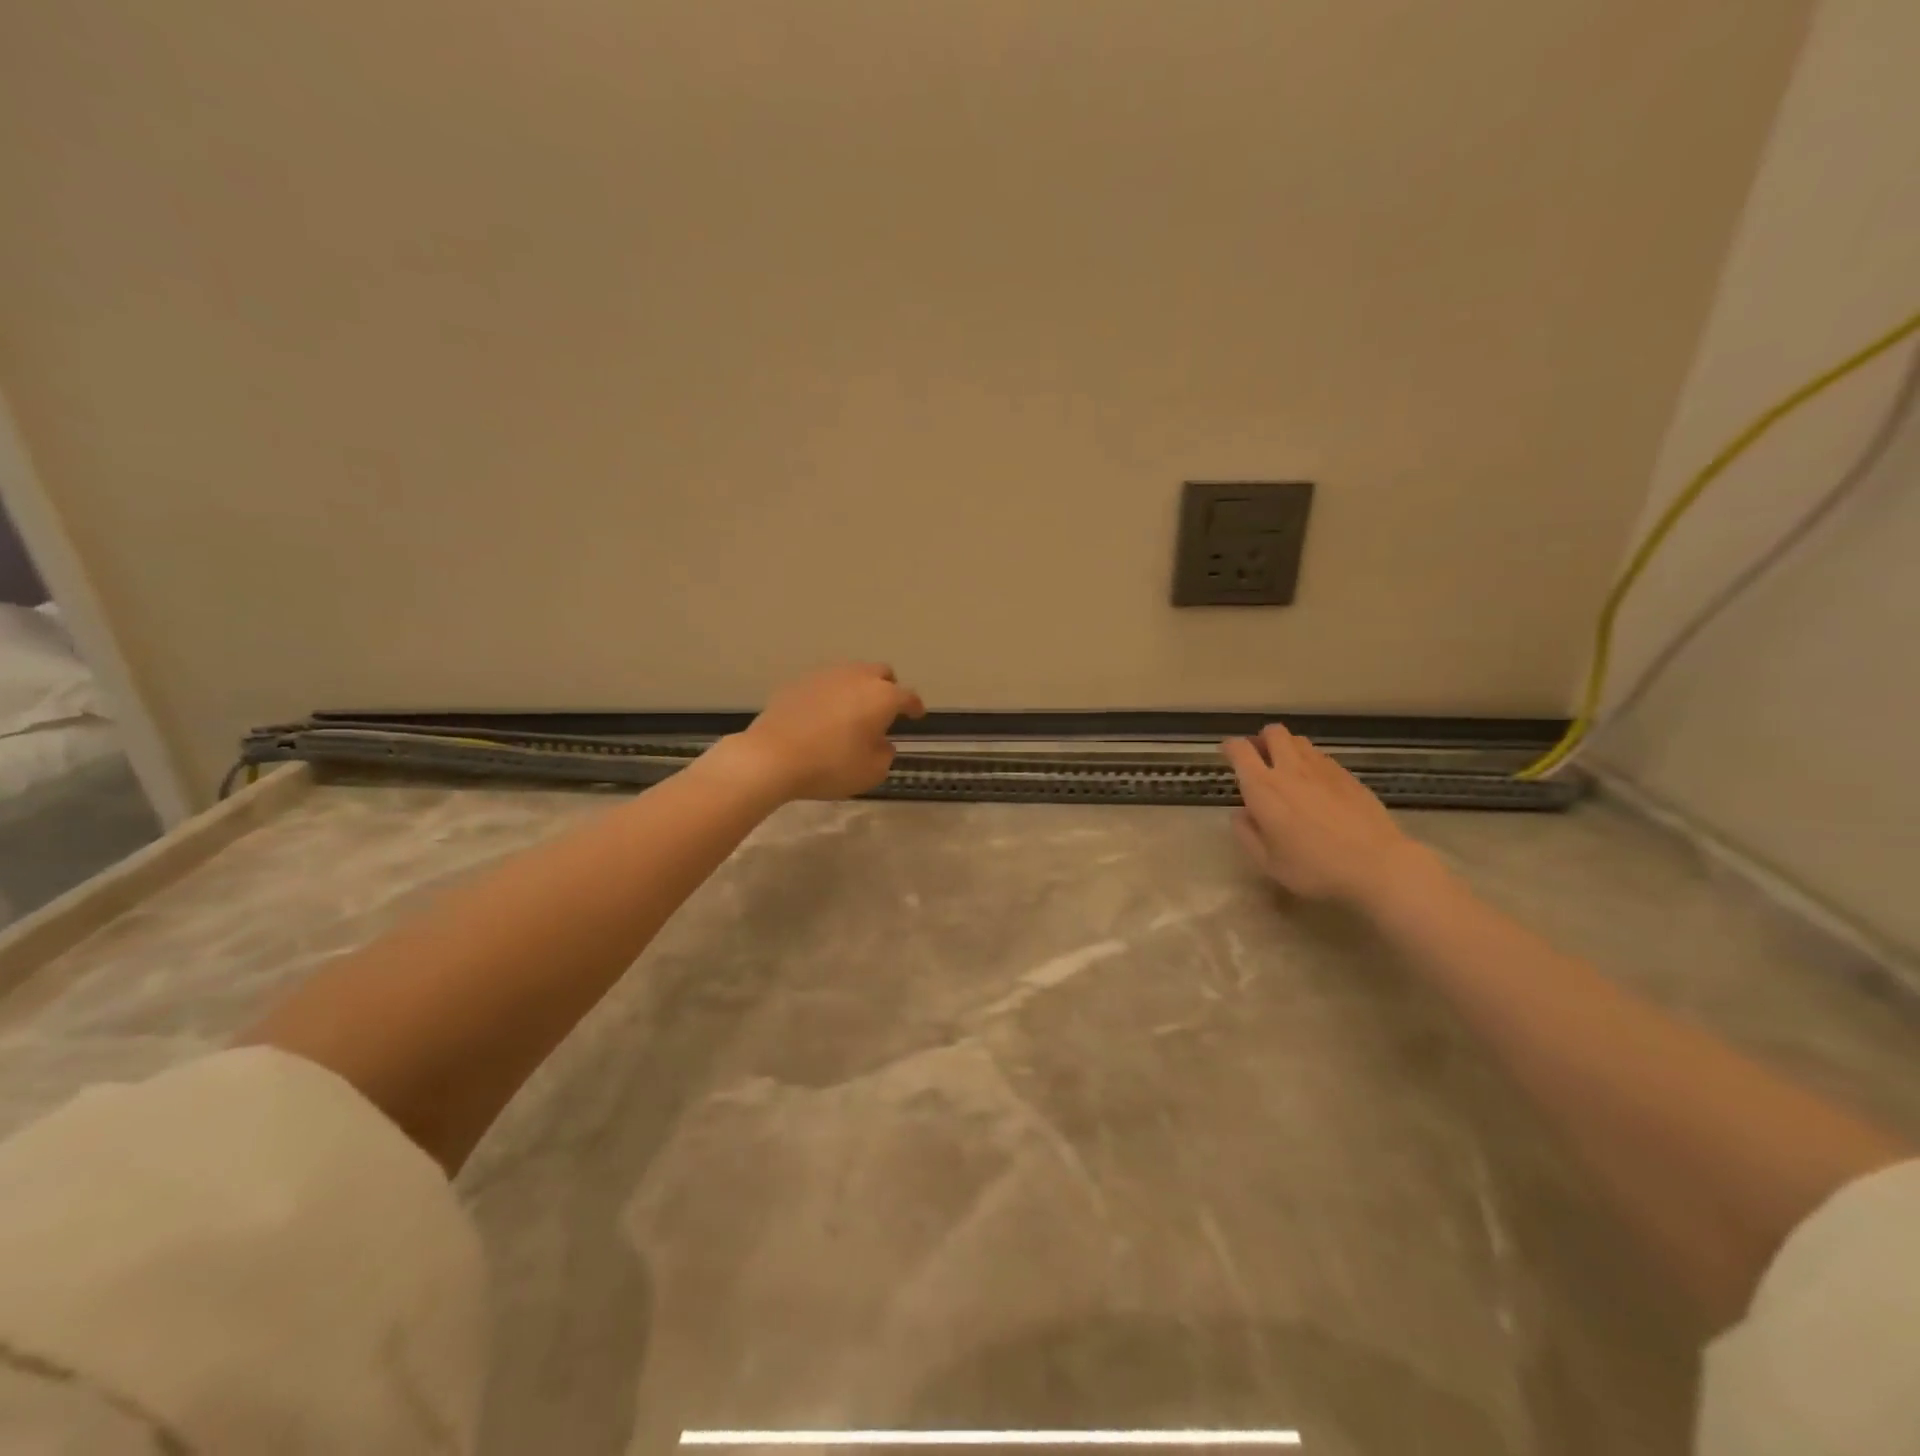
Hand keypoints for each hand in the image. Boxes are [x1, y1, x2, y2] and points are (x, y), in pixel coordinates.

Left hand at [730, 662, 925, 800]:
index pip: (908, 696)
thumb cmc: (831, 766)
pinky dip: (830, 695)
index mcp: (882, 697)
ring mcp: (825, 676)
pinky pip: (824, 684)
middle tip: (884, 710)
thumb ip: (885, 754)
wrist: (772, 757)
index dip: (915, 706)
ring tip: (852, 712)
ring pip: (851, 674)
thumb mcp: (871, 772)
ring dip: (858, 689)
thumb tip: (882, 742)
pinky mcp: (798, 682)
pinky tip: (823, 715)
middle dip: (887, 688)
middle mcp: (857, 677)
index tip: (917, 715)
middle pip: (881, 673)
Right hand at [1222, 725, 1438, 908]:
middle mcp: (1290, 769)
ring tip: (1288, 770)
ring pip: (1299, 741)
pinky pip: (1322, 757)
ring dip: (1287, 748)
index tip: (1228, 755)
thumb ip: (1247, 834)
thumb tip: (1241, 814)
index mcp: (1263, 788)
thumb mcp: (1268, 862)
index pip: (1240, 750)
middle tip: (1261, 760)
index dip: (1230, 747)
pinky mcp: (1348, 776)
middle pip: (1273, 732)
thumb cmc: (1314, 868)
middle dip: (1262, 740)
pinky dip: (1311, 762)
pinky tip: (1317, 785)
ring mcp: (1323, 769)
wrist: (1377, 865)